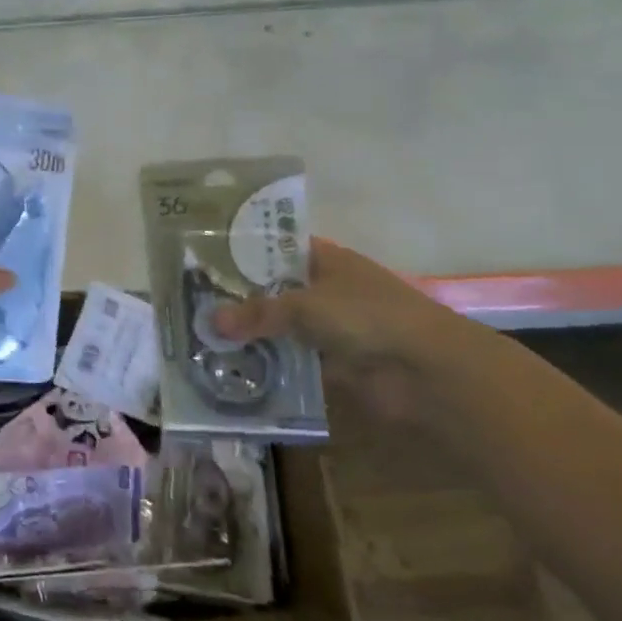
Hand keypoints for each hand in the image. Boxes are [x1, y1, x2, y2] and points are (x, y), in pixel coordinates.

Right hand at [213, 239, 482, 416]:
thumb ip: (257, 313)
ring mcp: (330, 327)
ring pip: (281, 326)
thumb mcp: (305, 306)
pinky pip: (291, 359)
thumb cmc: (368, 317)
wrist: (429, 373)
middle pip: (274, 288)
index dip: (242, 250)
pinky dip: (268, 363)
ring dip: (251, 334)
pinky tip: (232, 367)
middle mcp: (326, 288)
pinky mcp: (333, 363)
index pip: (276, 247)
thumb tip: (210, 322)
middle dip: (238, 297)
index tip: (203, 258)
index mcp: (325, 259)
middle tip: (192, 302)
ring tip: (202, 336)